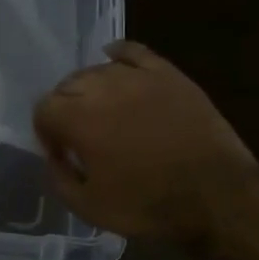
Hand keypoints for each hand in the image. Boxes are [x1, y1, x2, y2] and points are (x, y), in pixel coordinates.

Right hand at [33, 41, 255, 240]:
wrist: (215, 195)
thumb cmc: (147, 204)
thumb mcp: (88, 207)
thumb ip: (58, 179)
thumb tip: (53, 157)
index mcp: (78, 119)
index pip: (43, 109)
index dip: (46, 131)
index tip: (60, 152)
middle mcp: (102, 88)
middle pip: (68, 85)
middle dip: (65, 108)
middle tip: (79, 134)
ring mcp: (137, 77)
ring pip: (98, 70)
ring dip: (90, 88)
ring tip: (102, 110)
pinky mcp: (167, 74)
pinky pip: (133, 52)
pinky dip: (118, 55)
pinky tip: (114, 61)